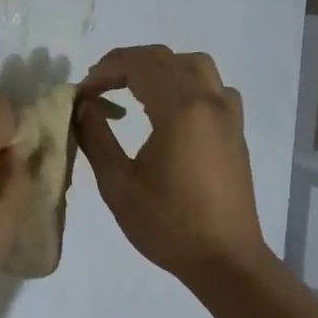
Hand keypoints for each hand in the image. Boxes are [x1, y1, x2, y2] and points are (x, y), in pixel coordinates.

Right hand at [76, 45, 268, 286]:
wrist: (224, 258)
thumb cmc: (167, 225)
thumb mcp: (117, 184)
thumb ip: (96, 137)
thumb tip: (83, 106)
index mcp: (180, 111)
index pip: (140, 65)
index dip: (105, 70)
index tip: (82, 93)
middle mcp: (209, 101)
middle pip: (165, 58)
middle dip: (126, 64)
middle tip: (97, 87)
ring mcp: (228, 114)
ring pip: (194, 66)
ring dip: (159, 69)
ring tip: (132, 92)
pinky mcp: (235, 130)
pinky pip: (213, 87)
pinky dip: (185, 84)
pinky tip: (169, 111)